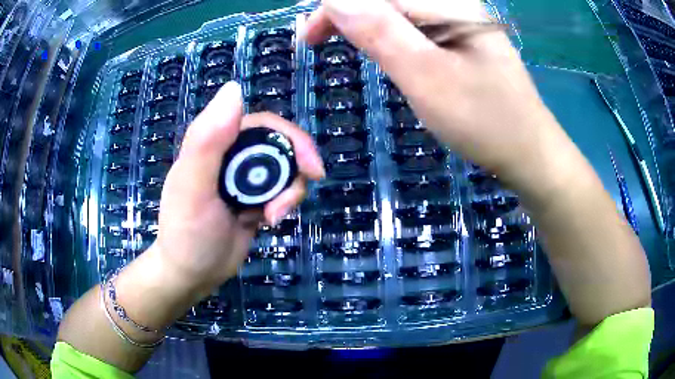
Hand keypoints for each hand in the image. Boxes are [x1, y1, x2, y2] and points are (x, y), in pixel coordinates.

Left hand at [154, 82, 324, 292]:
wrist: (192, 276)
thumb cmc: (187, 234)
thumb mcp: (193, 188)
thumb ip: (207, 140)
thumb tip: (234, 88)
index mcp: (214, 142)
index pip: (262, 124)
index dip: (290, 138)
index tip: (310, 165)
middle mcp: (231, 154)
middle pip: (279, 145)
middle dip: (296, 168)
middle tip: (303, 191)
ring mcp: (243, 178)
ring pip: (284, 169)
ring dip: (290, 192)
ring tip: (273, 217)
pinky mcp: (254, 199)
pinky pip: (281, 191)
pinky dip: (284, 204)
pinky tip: (269, 222)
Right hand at [304, 0, 570, 196]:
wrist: (527, 151)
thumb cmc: (484, 121)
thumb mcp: (426, 77)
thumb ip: (380, 31)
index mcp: (447, 2)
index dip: (335, 4)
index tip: (308, 36)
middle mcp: (452, 1)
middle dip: (345, 10)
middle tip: (315, 39)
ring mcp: (456, 16)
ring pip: (394, 6)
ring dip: (361, 18)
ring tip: (334, 39)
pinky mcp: (456, 34)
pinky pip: (409, 20)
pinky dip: (382, 29)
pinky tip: (374, 44)